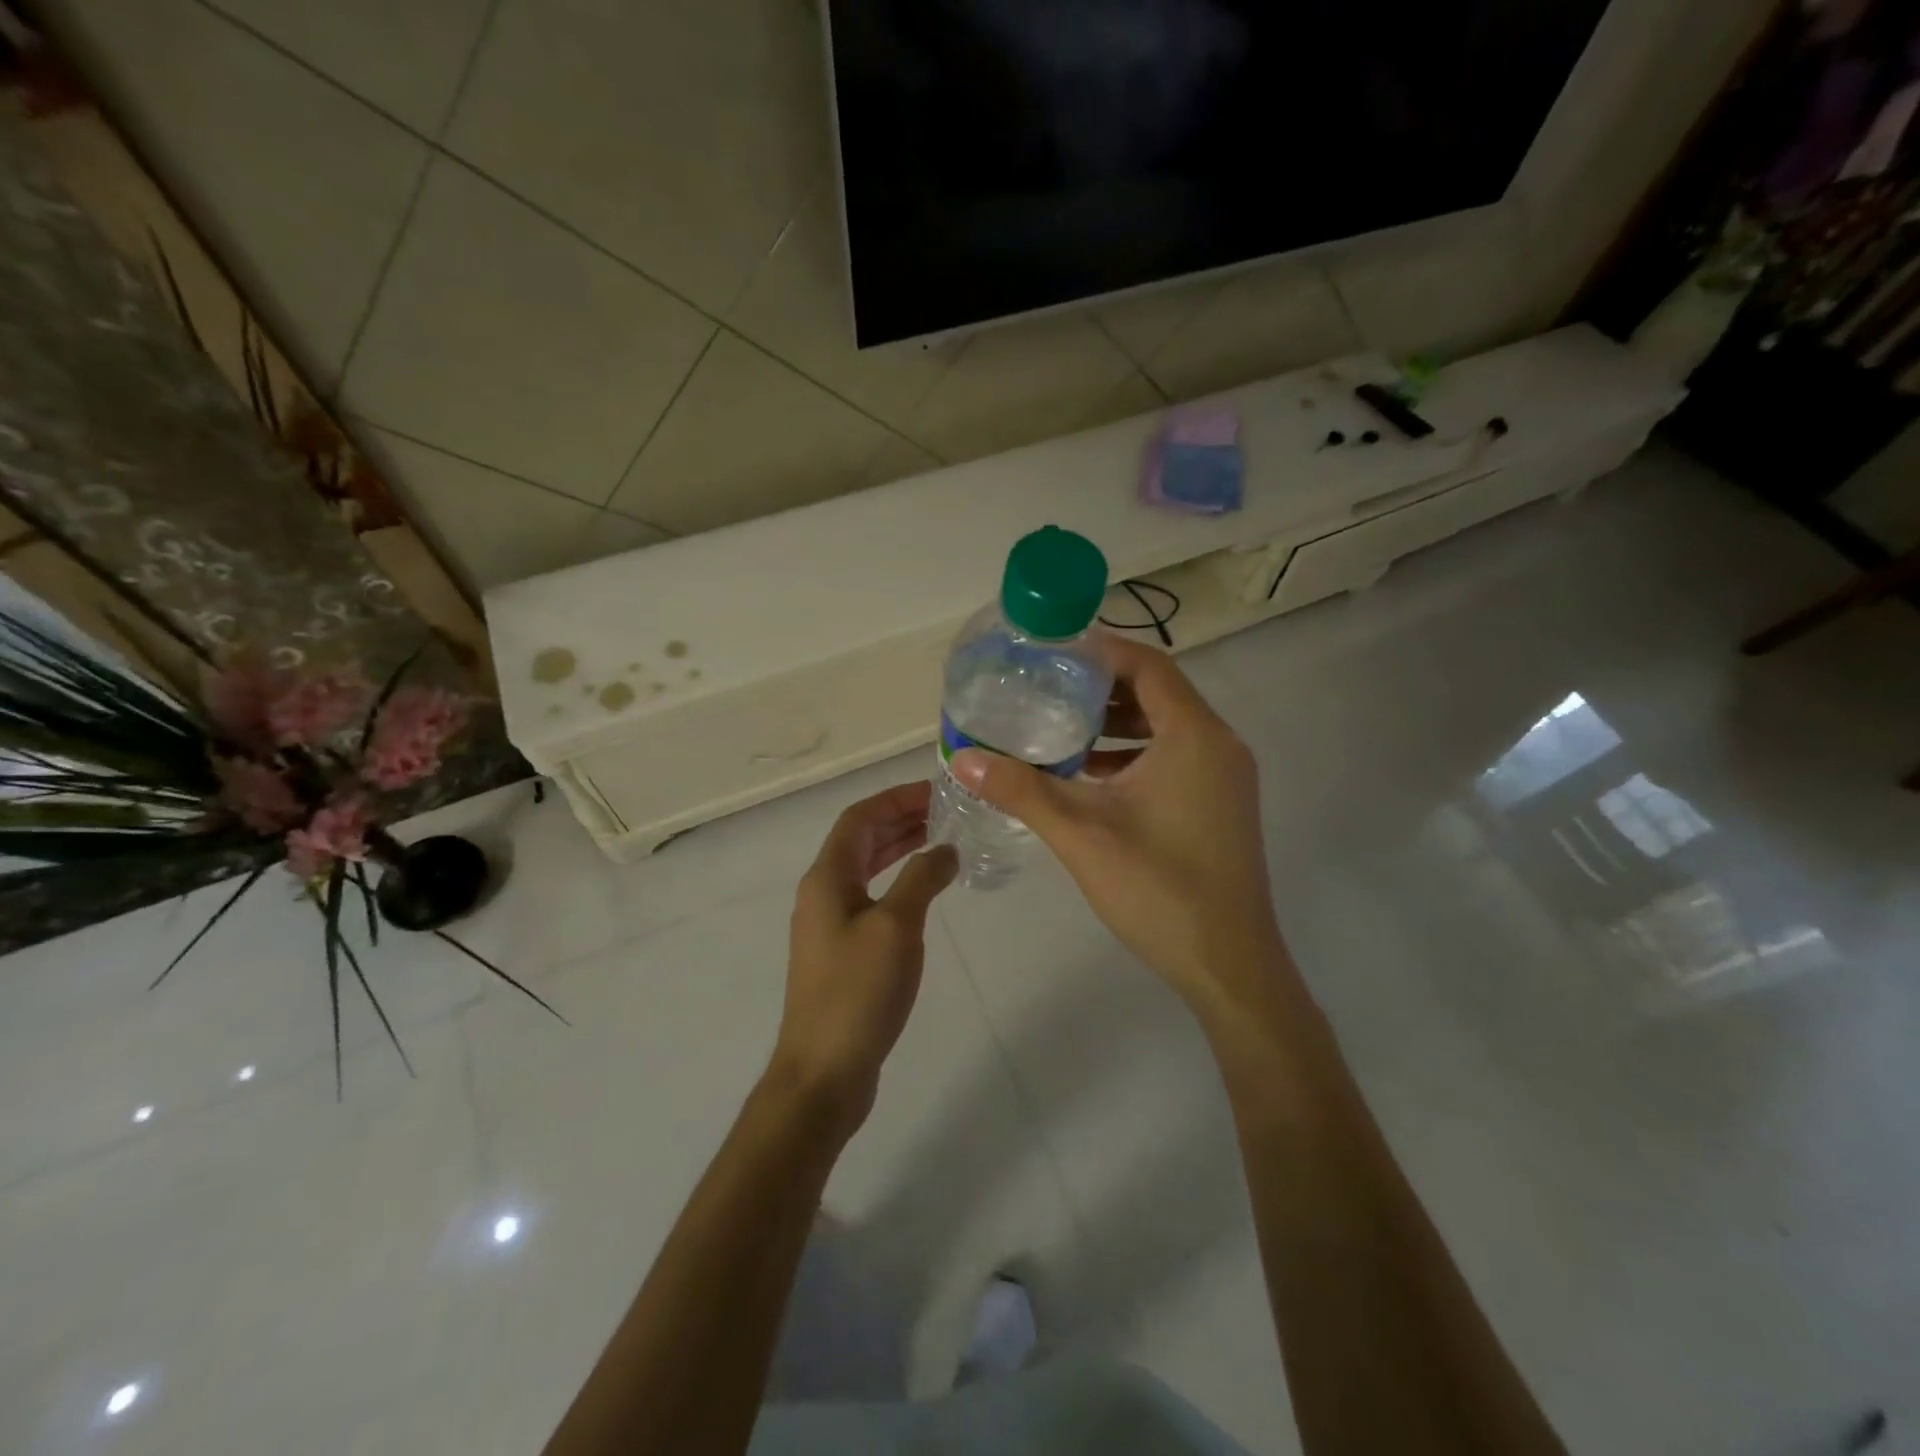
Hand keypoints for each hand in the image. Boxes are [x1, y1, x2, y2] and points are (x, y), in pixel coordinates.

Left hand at [773, 782, 957, 1133]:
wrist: (824, 1070)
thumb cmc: (858, 992)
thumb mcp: (896, 927)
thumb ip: (922, 878)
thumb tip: (946, 848)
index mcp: (827, 878)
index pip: (860, 818)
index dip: (896, 799)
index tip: (936, 791)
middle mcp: (822, 893)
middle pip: (860, 840)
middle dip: (900, 820)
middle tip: (946, 813)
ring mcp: (828, 924)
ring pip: (865, 868)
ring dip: (899, 849)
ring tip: (941, 840)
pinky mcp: (840, 951)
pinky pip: (869, 897)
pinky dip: (896, 882)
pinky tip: (923, 892)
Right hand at [952, 636, 1283, 1013]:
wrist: (1229, 967)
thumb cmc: (1159, 890)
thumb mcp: (1081, 834)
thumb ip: (1022, 790)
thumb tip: (963, 759)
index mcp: (1194, 736)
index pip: (1147, 665)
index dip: (1099, 651)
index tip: (1051, 652)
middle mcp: (1218, 745)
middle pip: (1157, 692)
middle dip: (1101, 688)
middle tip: (1045, 688)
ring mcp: (1225, 777)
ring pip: (1166, 728)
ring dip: (1116, 724)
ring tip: (1058, 728)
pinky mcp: (1220, 804)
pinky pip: (1174, 758)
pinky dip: (1133, 755)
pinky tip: (1089, 776)